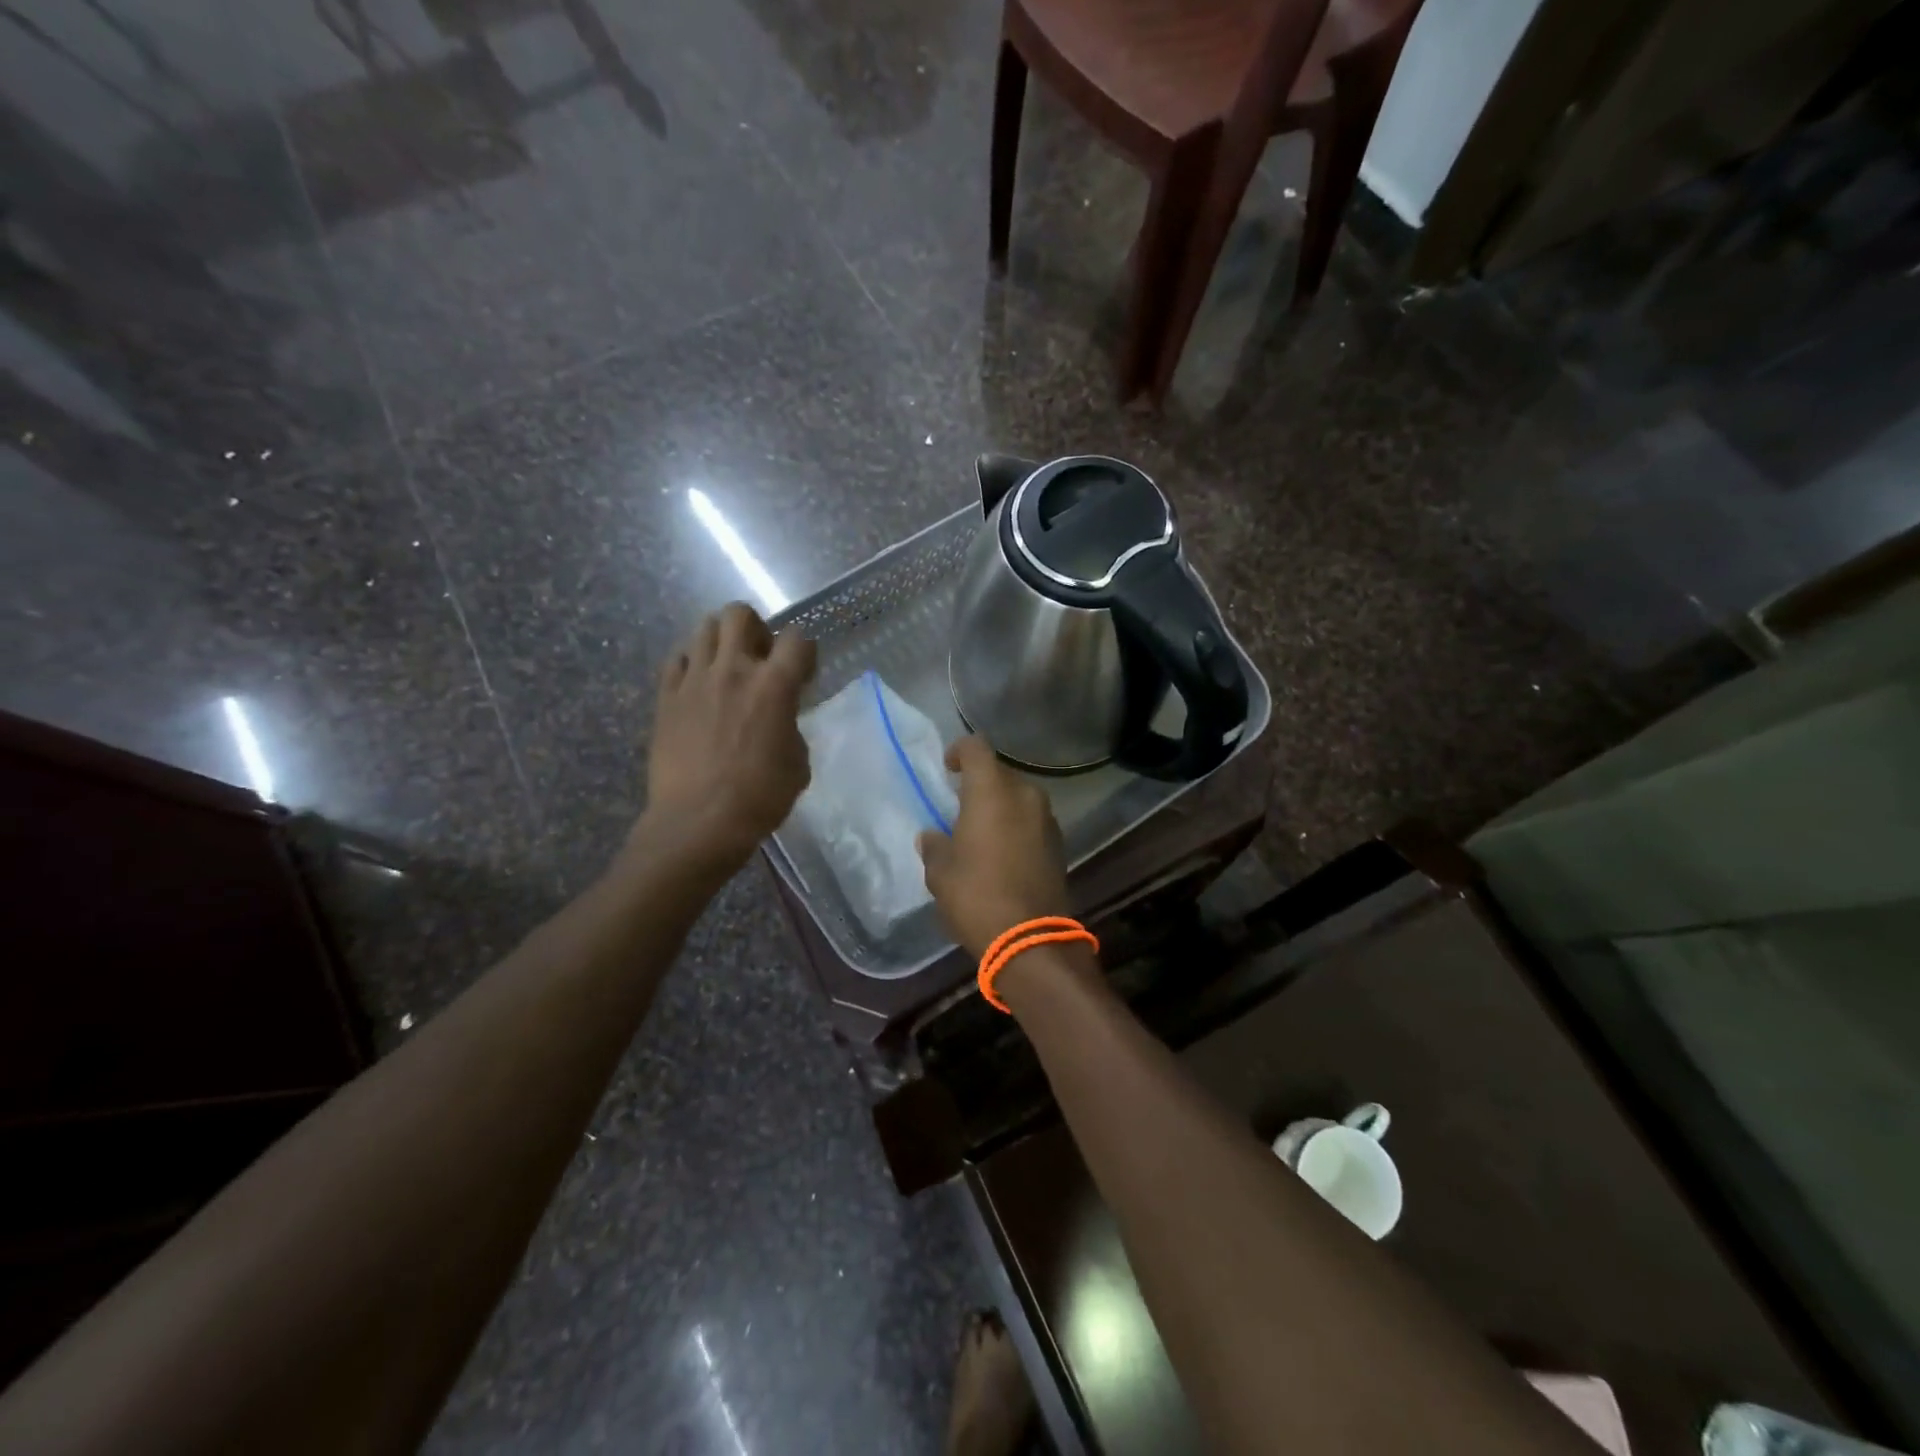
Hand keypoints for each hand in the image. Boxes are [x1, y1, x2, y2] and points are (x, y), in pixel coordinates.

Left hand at [637, 602, 815, 872]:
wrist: (698, 822)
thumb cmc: (759, 798)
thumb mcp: (798, 765)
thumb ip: (791, 728)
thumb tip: (779, 721)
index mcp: (774, 685)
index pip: (797, 639)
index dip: (804, 652)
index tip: (803, 674)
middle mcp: (733, 670)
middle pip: (740, 614)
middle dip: (756, 629)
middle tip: (760, 659)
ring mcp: (694, 680)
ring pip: (705, 628)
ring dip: (722, 641)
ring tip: (726, 669)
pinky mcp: (666, 697)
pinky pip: (677, 659)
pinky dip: (691, 664)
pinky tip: (698, 687)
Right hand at [917, 736, 1069, 958]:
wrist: (1030, 939)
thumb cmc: (976, 896)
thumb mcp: (940, 873)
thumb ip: (934, 846)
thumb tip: (931, 837)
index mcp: (992, 791)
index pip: (976, 747)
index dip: (959, 751)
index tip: (948, 769)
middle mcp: (1025, 795)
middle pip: (1000, 773)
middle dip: (980, 784)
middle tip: (960, 808)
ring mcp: (1047, 819)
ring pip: (1019, 797)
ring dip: (1000, 806)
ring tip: (981, 833)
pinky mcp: (1059, 843)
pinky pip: (1032, 821)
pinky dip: (1016, 826)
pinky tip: (1002, 853)